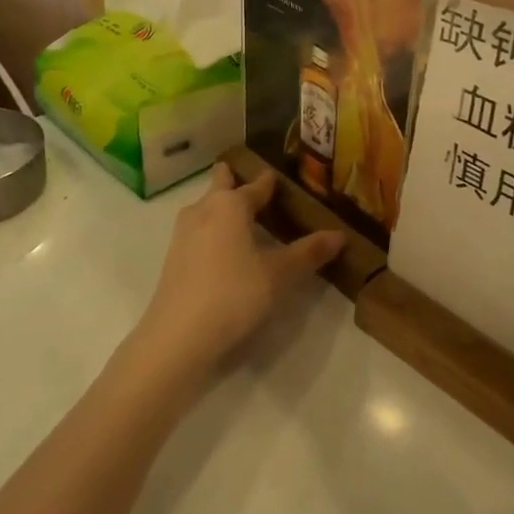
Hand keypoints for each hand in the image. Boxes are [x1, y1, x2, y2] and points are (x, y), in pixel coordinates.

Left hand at [131, 166, 343, 385]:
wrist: (178, 336)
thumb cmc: (233, 294)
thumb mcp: (279, 275)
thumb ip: (308, 253)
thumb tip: (339, 234)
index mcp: (229, 205)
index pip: (255, 185)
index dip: (269, 181)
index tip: (279, 176)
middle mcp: (203, 210)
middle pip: (220, 185)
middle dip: (234, 180)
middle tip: (253, 184)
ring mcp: (183, 234)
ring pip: (205, 208)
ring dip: (221, 206)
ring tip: (242, 217)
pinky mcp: (173, 258)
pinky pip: (198, 231)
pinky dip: (212, 230)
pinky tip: (223, 249)